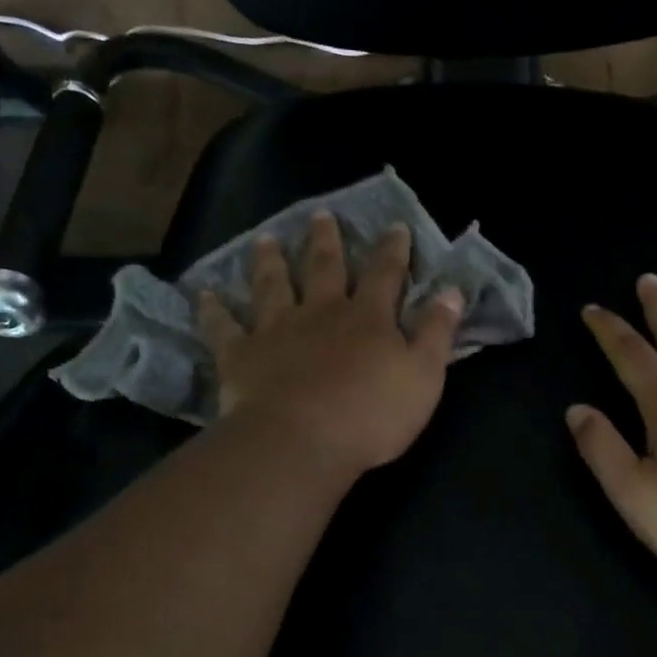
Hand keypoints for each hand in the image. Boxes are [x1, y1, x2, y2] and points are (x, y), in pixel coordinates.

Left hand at [199, 212, 463, 476]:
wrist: (301, 441)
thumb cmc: (371, 414)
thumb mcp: (423, 376)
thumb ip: (437, 332)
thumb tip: (451, 291)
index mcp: (367, 318)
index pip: (385, 274)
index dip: (393, 250)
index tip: (395, 226)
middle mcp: (320, 312)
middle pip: (324, 268)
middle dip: (326, 241)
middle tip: (321, 215)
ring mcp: (276, 330)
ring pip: (272, 286)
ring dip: (270, 261)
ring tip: (266, 239)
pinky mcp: (241, 355)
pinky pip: (223, 327)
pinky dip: (213, 310)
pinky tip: (204, 295)